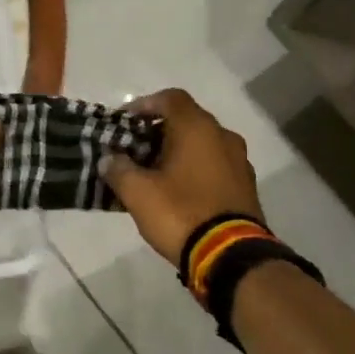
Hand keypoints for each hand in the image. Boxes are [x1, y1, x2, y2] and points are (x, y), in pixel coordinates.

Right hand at [102, 89, 263, 265]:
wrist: (231, 255)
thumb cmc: (180, 213)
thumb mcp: (138, 193)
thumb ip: (118, 169)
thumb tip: (109, 159)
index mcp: (197, 128)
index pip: (170, 98)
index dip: (144, 105)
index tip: (124, 123)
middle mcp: (222, 136)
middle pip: (186, 120)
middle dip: (157, 132)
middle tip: (133, 151)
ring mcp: (239, 161)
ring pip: (201, 145)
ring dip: (177, 152)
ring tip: (153, 174)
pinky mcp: (245, 186)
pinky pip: (214, 166)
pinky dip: (194, 170)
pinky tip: (177, 192)